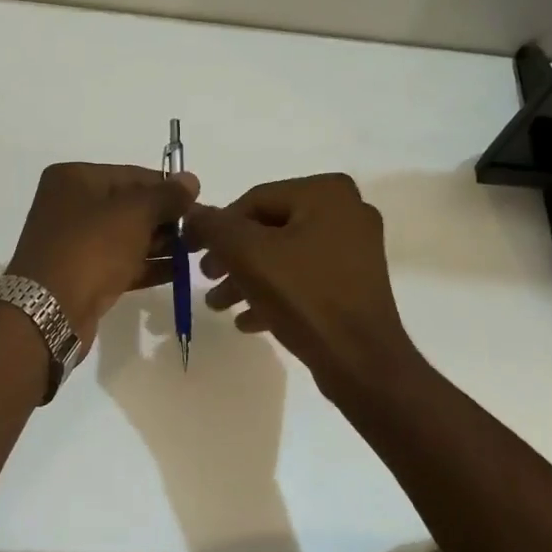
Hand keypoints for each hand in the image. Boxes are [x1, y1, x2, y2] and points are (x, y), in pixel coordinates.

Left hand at [6, 163, 200, 341]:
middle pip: (130, 206)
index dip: (168, 188)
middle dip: (167, 218)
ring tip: (198, 251)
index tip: (200, 203)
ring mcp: (75, 243)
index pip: (132, 175)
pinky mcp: (82, 275)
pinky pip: (121, 263)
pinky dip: (148, 265)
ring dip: (162, 243)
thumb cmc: (91, 248)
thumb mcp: (134, 214)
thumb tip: (191, 180)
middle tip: (203, 231)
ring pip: (127, 236)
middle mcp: (71, 206)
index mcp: (74, 179)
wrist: (50, 310)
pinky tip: (179, 271)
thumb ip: (165, 196)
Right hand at [186, 173, 419, 390]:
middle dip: (233, 257)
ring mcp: (355, 249)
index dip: (217, 226)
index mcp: (326, 192)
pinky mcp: (356, 283)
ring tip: (220, 306)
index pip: (254, 200)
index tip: (192, 253)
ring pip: (285, 256)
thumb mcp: (247, 254)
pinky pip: (305, 279)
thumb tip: (193, 213)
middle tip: (207, 280)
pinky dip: (275, 294)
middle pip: (270, 229)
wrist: (360, 359)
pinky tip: (248, 320)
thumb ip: (214, 227)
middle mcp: (346, 212)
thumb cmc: (304, 296)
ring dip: (248, 279)